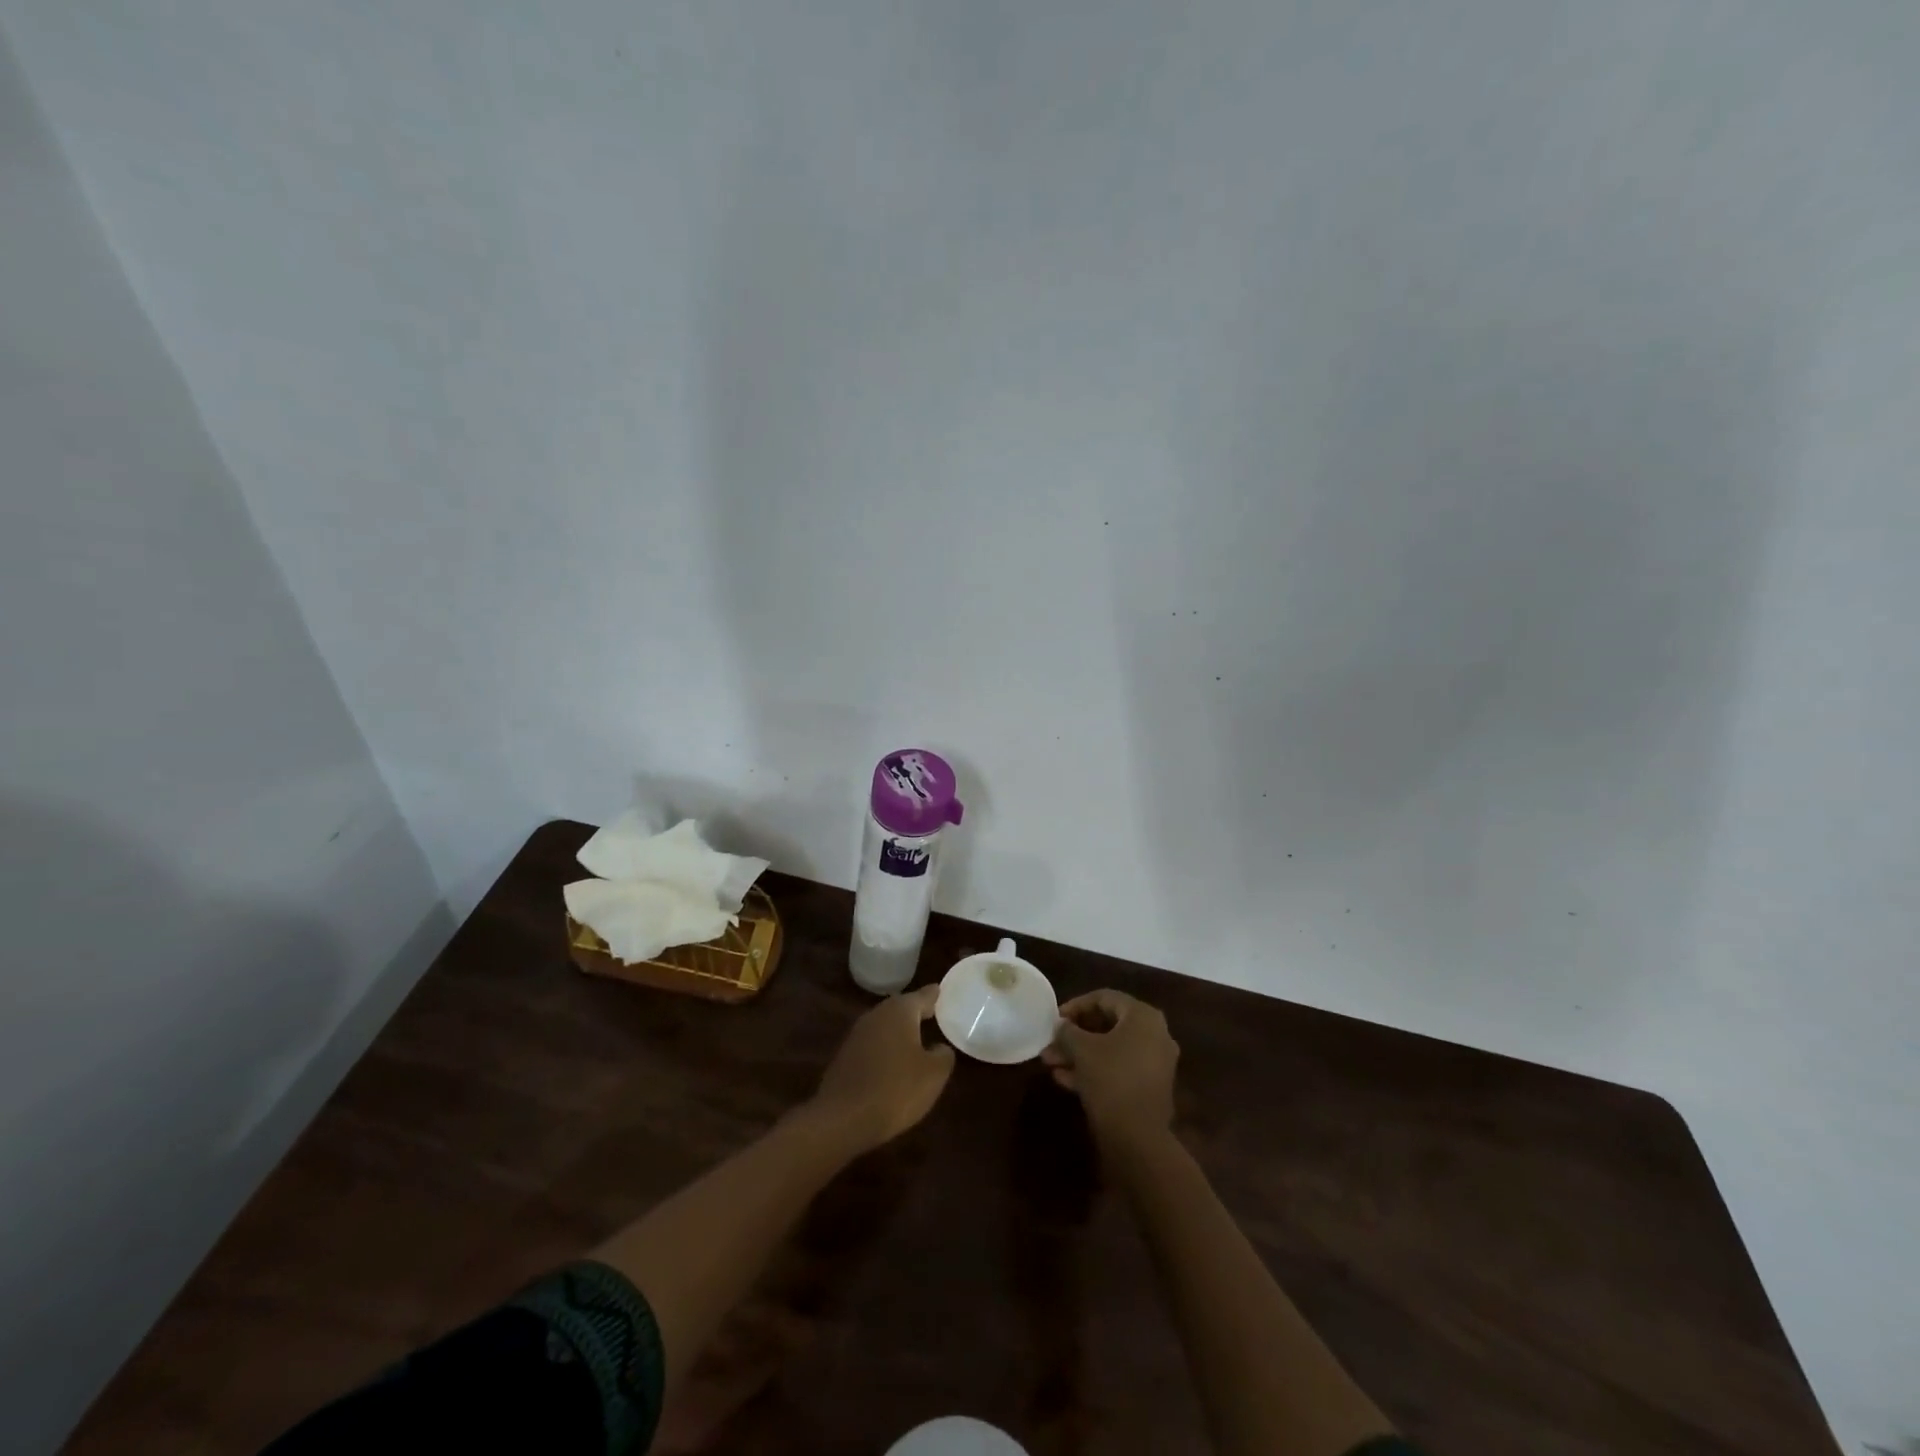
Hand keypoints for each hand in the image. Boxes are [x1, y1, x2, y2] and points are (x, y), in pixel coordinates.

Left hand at [807, 985, 954, 1153]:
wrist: (842, 1118)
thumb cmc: (896, 1089)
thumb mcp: (933, 1075)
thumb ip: (943, 1055)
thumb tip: (939, 1047)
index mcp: (900, 1011)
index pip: (923, 996)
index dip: (934, 996)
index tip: (942, 991)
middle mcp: (877, 1015)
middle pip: (901, 1009)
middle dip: (916, 1013)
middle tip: (932, 1015)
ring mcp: (857, 1035)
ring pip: (885, 1027)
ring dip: (899, 1033)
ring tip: (916, 1041)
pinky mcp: (845, 1057)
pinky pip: (872, 1046)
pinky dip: (885, 1050)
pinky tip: (893, 1065)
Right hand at [1043, 988, 1178, 1143]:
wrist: (1138, 1138)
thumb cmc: (1110, 1079)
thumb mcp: (1081, 1050)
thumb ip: (1068, 1031)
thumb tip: (1060, 1025)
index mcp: (1143, 1016)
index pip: (1104, 998)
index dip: (1075, 1005)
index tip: (1054, 1018)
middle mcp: (1155, 1034)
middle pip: (1107, 1025)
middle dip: (1074, 1034)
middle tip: (1050, 1042)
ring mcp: (1154, 1063)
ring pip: (1110, 1049)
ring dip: (1079, 1054)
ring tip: (1050, 1062)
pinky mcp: (1149, 1088)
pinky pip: (1118, 1069)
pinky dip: (1093, 1070)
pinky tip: (1063, 1079)